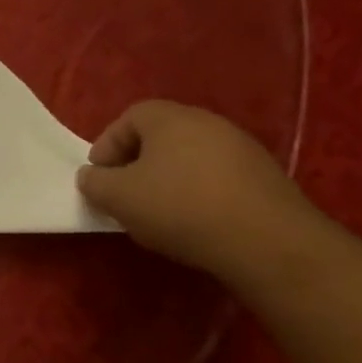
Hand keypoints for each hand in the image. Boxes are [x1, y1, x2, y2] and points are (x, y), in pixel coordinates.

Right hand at [77, 101, 321, 282]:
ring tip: (158, 214)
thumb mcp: (117, 197)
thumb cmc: (180, 208)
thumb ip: (94, 182)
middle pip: (160, 137)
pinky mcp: (266, 179)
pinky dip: (199, 194)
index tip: (100, 177)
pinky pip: (217, 179)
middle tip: (125, 195)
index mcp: (171, 118)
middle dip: (136, 164)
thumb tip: (92, 176)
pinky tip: (195, 223)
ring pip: (190, 159)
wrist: (269, 244)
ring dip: (168, 181)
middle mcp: (209, 123)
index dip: (107, 146)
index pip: (128, 118)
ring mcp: (244, 150)